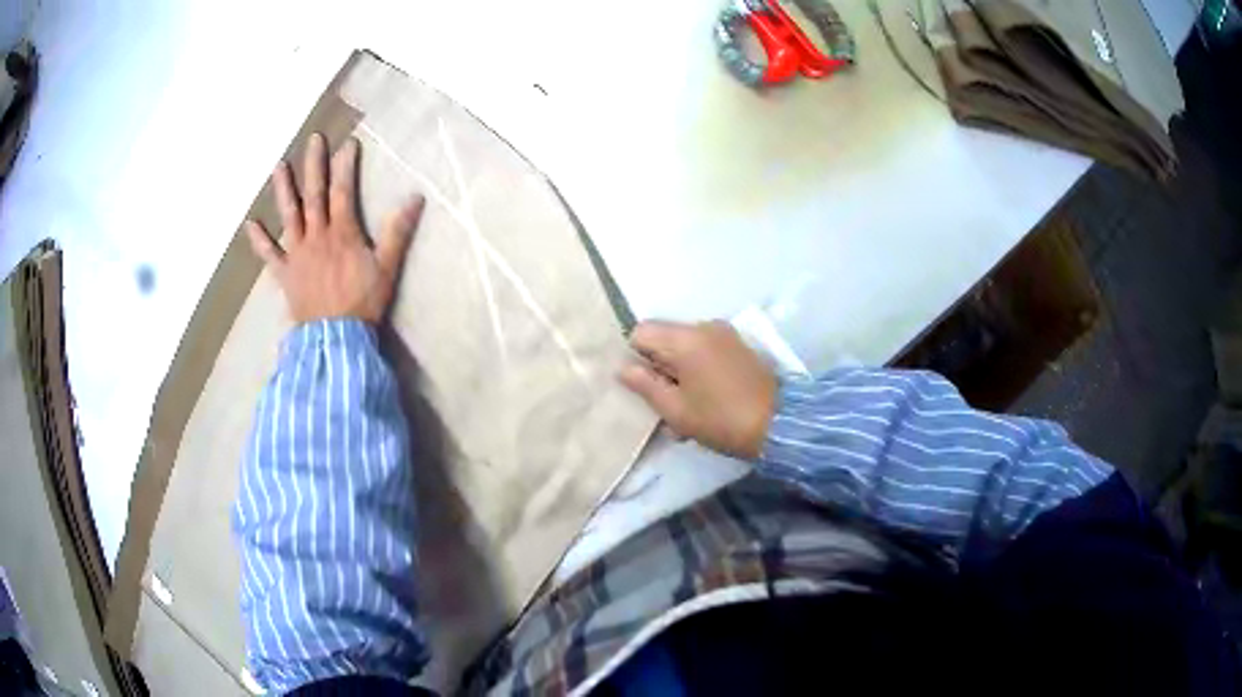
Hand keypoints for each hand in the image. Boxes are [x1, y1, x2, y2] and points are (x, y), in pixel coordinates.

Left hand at [245, 132, 424, 324]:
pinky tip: (250, 224)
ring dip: (284, 190)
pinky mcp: (285, 273)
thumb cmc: (362, 304)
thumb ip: (398, 232)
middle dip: (314, 165)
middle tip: (313, 139)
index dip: (345, 165)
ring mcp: (298, 253)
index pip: (343, 190)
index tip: (348, 143)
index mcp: (342, 232)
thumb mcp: (387, 267)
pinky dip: (259, 240)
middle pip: (314, 194)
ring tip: (279, 166)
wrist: (335, 339)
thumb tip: (415, 198)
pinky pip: (270, 255)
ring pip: (290, 215)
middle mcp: (317, 236)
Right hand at [620, 320, 776, 459]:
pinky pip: (705, 351)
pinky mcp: (738, 346)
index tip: (643, 386)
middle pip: (664, 338)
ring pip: (684, 347)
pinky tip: (704, 400)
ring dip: (678, 373)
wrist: (779, 423)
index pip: (641, 331)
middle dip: (658, 368)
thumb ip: (645, 385)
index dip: (635, 357)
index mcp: (685, 338)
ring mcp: (725, 335)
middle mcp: (704, 326)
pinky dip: (698, 371)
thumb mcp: (676, 409)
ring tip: (686, 409)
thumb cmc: (721, 419)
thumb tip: (623, 368)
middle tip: (664, 404)